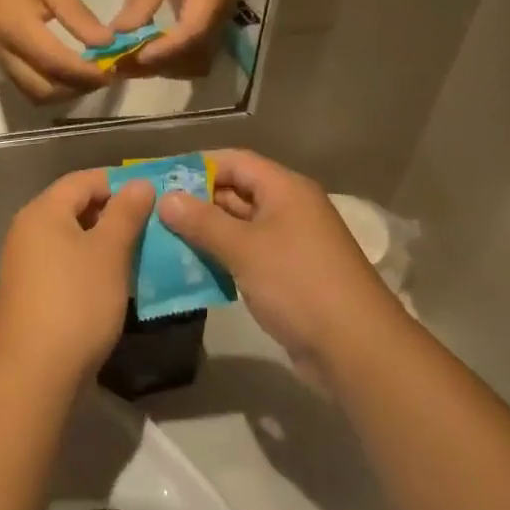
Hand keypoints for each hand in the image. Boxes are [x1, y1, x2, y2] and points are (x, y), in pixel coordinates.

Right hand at [0, 0, 113, 101]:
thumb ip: (79, 17)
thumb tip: (106, 44)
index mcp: (17, 29)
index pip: (56, 64)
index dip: (86, 73)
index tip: (112, 71)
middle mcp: (4, 51)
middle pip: (43, 90)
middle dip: (76, 88)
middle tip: (102, 75)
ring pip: (33, 93)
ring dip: (62, 92)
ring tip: (87, 76)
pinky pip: (25, 84)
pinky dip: (49, 85)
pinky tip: (67, 71)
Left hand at [0, 170, 156, 389]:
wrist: (34, 373)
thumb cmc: (76, 302)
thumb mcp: (109, 253)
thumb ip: (126, 213)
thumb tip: (140, 182)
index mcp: (42, 211)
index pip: (83, 180)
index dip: (118, 181)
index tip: (153, 192)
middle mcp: (27, 229)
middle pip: (74, 206)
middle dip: (113, 211)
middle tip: (151, 222)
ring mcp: (24, 262)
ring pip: (70, 237)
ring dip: (103, 240)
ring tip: (139, 250)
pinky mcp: (29, 291)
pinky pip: (63, 262)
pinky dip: (89, 263)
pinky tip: (114, 280)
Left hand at [111, 0, 234, 76]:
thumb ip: (140, 4)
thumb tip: (118, 36)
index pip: (190, 33)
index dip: (163, 50)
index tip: (135, 57)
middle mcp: (221, 12)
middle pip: (194, 52)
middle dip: (161, 63)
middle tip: (127, 65)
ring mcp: (218, 17)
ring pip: (195, 55)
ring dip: (166, 63)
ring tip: (133, 62)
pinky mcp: (210, 18)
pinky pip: (194, 46)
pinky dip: (171, 54)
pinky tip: (147, 51)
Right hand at [156, 150, 395, 374]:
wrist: (356, 348)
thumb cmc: (298, 283)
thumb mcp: (244, 248)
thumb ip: (202, 221)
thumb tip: (166, 198)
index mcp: (285, 189)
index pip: (234, 161)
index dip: (197, 166)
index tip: (160, 178)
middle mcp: (289, 208)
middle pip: (236, 192)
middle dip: (196, 201)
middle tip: (153, 212)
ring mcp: (290, 243)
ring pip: (239, 227)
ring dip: (205, 233)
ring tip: (163, 240)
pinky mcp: (289, 274)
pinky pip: (248, 255)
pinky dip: (221, 258)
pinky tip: (191, 269)